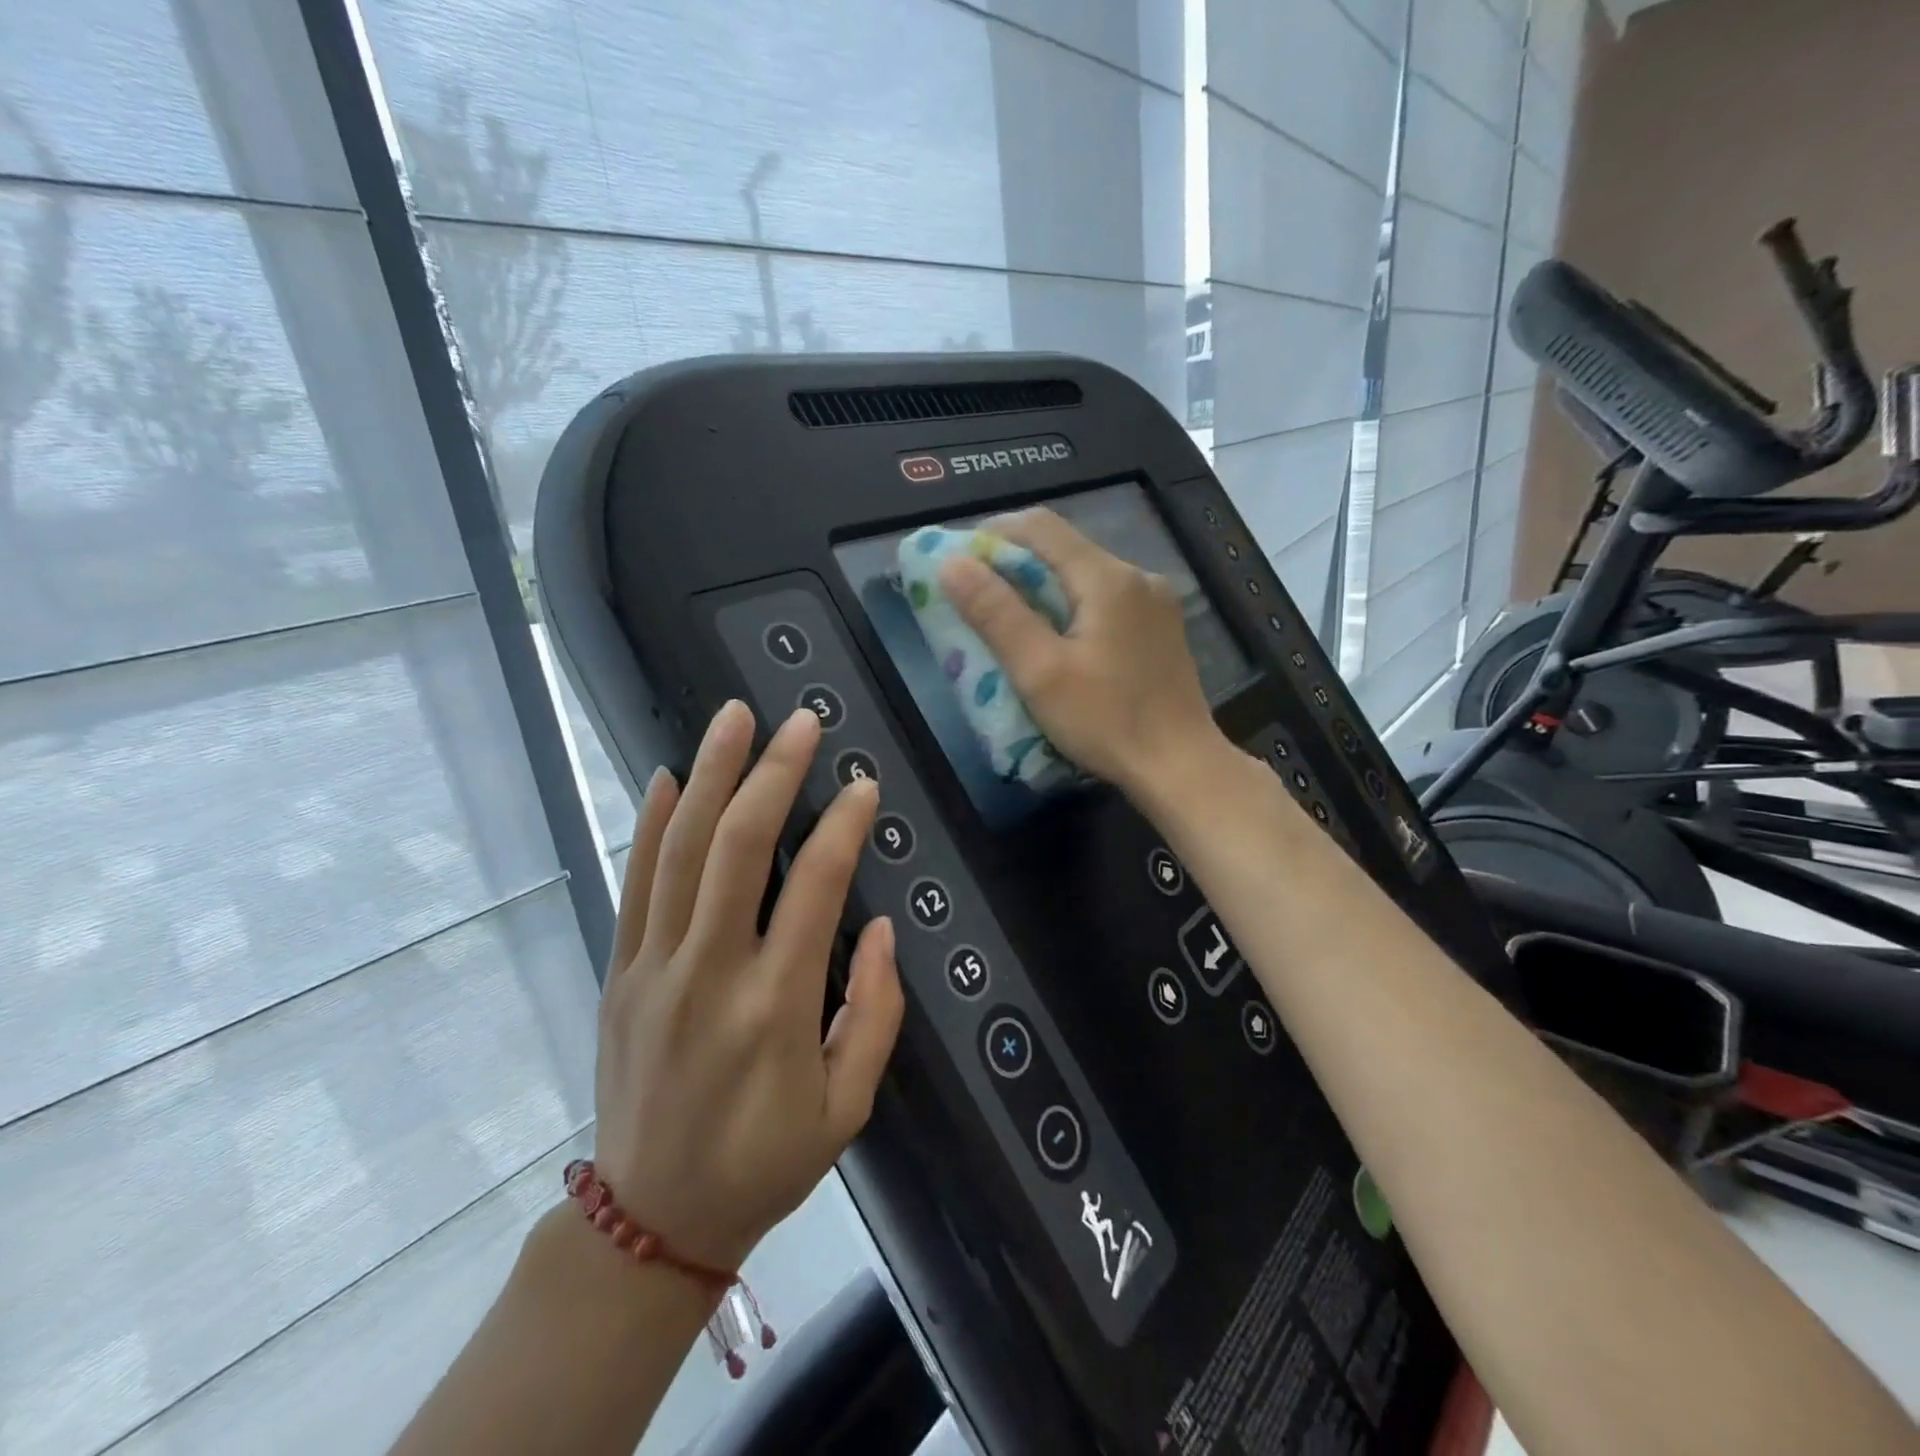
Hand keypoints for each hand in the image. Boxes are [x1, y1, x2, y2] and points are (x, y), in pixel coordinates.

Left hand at [594, 700, 904, 1274]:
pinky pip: (634, 883)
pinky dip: (650, 824)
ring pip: (680, 850)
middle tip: (800, 722)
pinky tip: (664, 776)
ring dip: (709, 775)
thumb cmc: (766, 1162)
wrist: (651, 1219)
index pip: (815, 888)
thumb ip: (874, 1012)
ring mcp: (655, 967)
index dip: (843, 826)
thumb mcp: (848, 1106)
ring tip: (733, 718)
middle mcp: (710, 971)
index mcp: (775, 1007)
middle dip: (772, 774)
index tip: (863, 784)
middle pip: (737, 847)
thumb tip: (876, 926)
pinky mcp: (621, 971)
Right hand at [940, 508, 1222, 798]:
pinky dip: (1072, 605)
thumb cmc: (1106, 721)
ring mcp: (1155, 601)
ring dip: (1043, 586)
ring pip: (1085, 574)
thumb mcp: (1040, 672)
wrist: (1181, 767)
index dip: (993, 534)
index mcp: (1108, 578)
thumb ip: (997, 614)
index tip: (959, 560)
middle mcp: (1137, 575)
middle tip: (977, 594)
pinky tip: (1058, 638)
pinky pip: (1106, 599)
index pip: (1041, 527)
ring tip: (1011, 618)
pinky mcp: (1161, 628)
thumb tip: (952, 564)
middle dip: (1015, 562)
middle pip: (1065, 548)